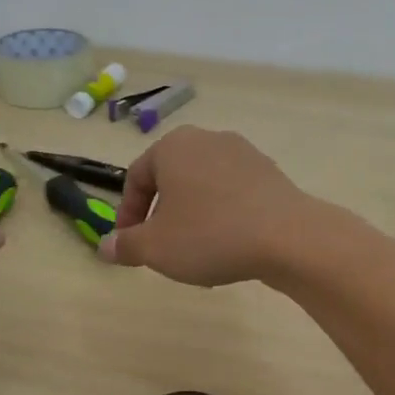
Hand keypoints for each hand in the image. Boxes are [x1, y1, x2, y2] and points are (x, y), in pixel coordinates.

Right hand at [98, 127, 313, 285]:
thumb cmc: (210, 235)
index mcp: (173, 146)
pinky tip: (229, 249)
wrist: (288, 237)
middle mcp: (207, 140)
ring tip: (196, 255)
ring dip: (192, 220)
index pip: (136, 178)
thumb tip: (106, 247)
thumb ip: (126, 245)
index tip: (128, 245)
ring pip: (203, 189)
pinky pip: (233, 195)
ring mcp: (243, 154)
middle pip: (171, 181)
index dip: (127, 215)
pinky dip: (223, 218)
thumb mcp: (156, 247)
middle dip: (161, 217)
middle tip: (161, 250)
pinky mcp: (270, 174)